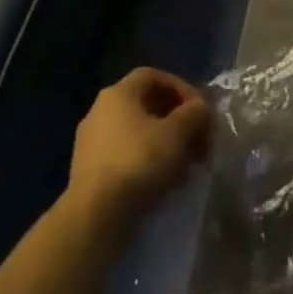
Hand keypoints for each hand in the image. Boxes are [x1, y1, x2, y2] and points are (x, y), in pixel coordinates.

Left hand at [67, 68, 210, 224]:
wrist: (95, 216)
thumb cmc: (138, 162)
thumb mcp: (177, 133)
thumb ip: (194, 113)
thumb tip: (200, 108)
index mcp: (118, 94)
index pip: (155, 76)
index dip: (182, 88)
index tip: (201, 109)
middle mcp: (100, 111)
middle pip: (149, 106)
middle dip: (180, 121)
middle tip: (201, 140)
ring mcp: (92, 143)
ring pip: (140, 133)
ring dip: (169, 144)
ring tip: (189, 165)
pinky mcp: (91, 171)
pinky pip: (128, 156)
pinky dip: (151, 162)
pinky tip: (169, 181)